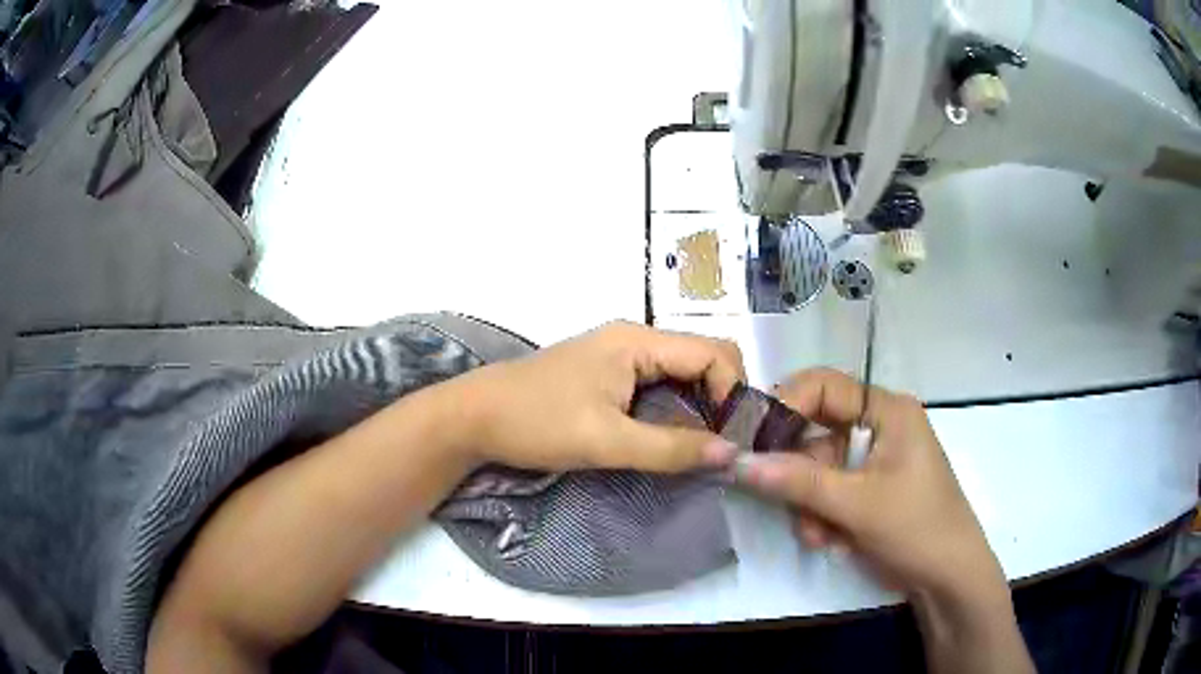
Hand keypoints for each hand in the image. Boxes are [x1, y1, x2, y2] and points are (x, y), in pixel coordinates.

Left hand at [448, 322, 745, 473]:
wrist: (473, 418)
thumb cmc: (536, 422)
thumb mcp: (606, 441)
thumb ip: (670, 448)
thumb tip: (730, 455)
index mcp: (637, 341)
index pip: (713, 352)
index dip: (732, 391)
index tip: (729, 437)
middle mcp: (634, 339)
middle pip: (701, 357)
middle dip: (720, 397)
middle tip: (721, 443)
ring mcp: (619, 355)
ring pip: (681, 373)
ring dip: (698, 406)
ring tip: (701, 446)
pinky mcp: (607, 374)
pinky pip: (658, 384)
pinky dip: (674, 408)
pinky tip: (670, 436)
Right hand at [735, 369, 1005, 601]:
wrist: (946, 577)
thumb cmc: (915, 526)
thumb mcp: (856, 504)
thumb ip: (797, 481)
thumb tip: (738, 461)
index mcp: (886, 410)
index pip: (823, 387)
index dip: (785, 407)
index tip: (752, 441)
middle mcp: (877, 427)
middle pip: (815, 432)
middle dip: (799, 474)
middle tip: (781, 500)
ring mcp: (873, 461)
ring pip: (816, 470)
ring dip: (809, 505)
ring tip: (820, 535)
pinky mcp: (868, 490)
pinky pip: (827, 493)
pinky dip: (821, 517)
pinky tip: (831, 541)